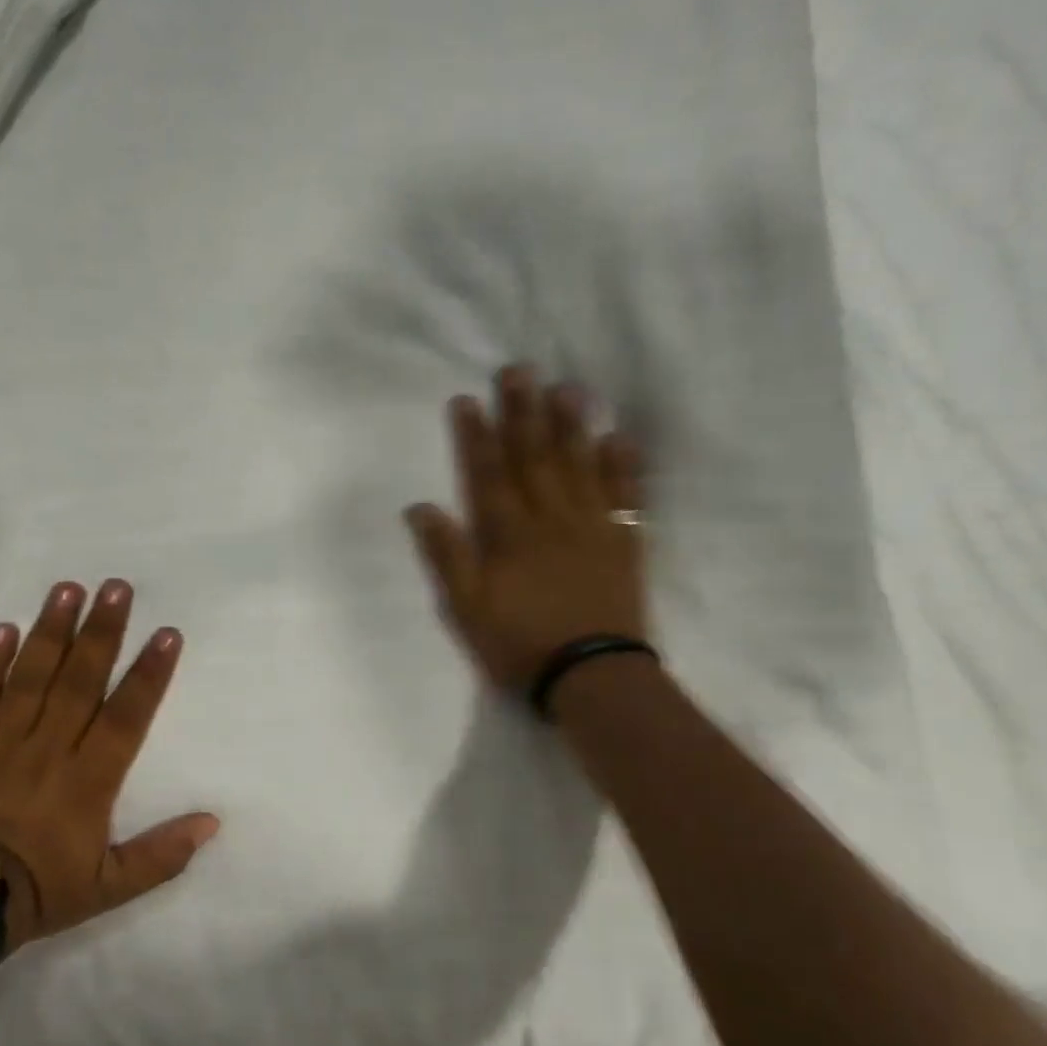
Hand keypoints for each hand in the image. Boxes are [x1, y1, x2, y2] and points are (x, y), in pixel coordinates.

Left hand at [0, 580, 218, 952]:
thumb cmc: (39, 891)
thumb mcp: (110, 888)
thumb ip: (161, 855)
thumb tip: (212, 823)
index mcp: (88, 780)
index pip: (126, 715)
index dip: (149, 673)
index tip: (166, 634)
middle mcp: (48, 749)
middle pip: (79, 680)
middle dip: (102, 631)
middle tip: (117, 587)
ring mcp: (0, 743)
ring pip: (30, 677)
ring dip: (51, 631)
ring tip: (68, 589)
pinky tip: (3, 627)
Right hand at [404, 363, 648, 693]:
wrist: (592, 676)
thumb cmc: (520, 644)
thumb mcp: (466, 609)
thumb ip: (446, 556)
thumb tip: (421, 508)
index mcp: (508, 535)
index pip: (487, 475)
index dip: (475, 437)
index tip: (468, 400)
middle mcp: (549, 520)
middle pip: (532, 458)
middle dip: (522, 413)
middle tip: (519, 369)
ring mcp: (590, 527)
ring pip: (578, 466)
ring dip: (570, 426)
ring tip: (566, 387)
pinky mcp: (623, 543)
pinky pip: (624, 496)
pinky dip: (622, 466)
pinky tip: (618, 437)